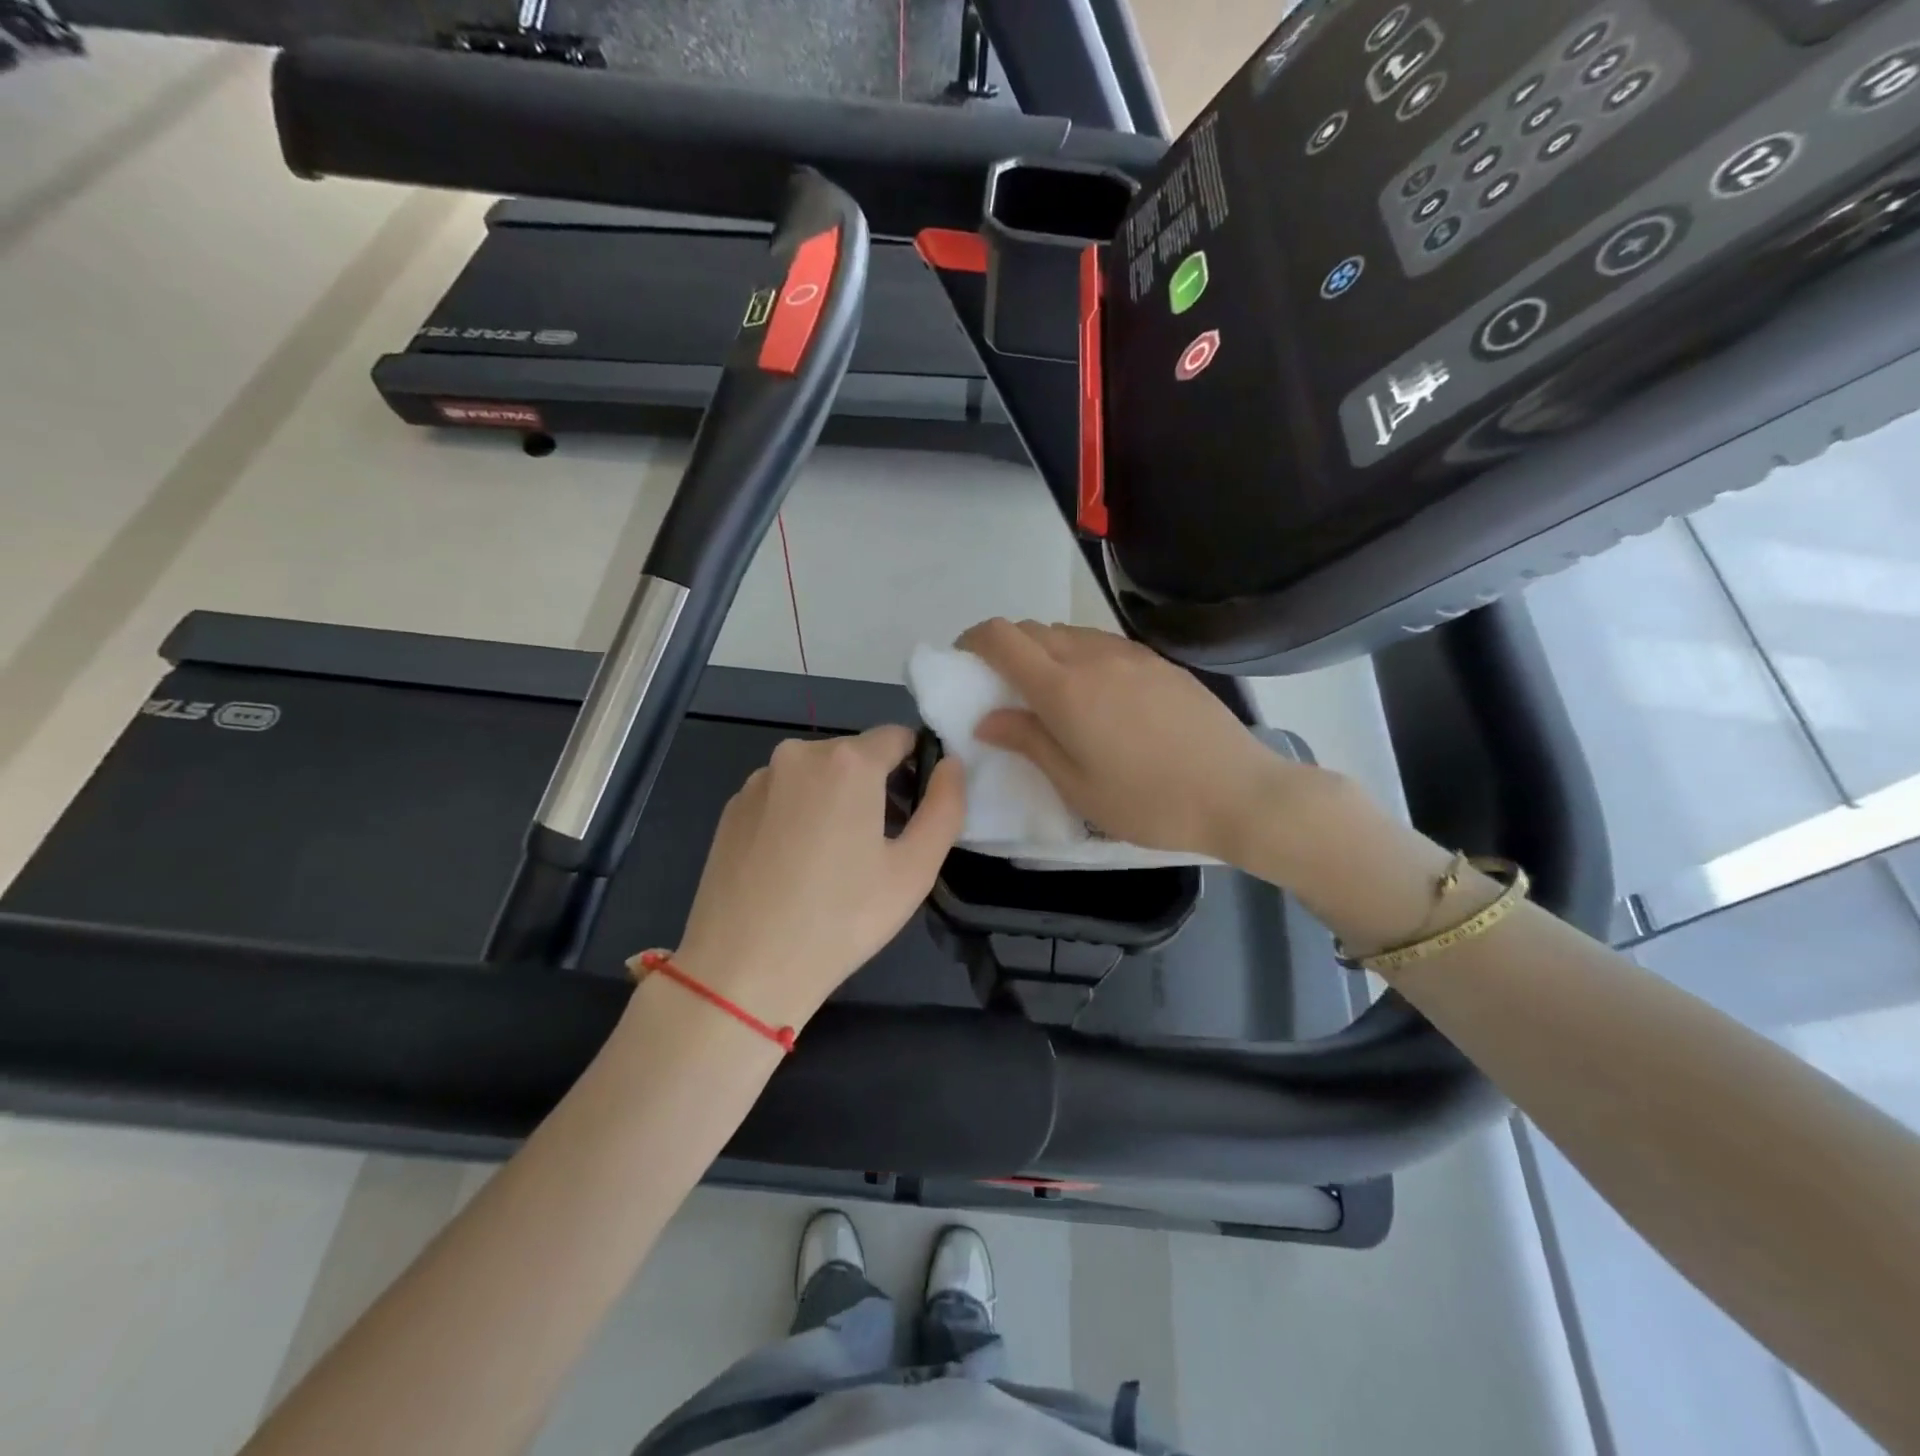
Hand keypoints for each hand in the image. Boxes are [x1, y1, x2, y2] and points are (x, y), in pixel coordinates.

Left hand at [663, 726, 965, 1029]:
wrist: (743, 970)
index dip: (917, 767)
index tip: (917, 812)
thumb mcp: (914, 869)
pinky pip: (782, 796)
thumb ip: (945, 806)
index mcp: (847, 762)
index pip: (898, 737)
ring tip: (835, 862)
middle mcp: (798, 754)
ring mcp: (758, 780)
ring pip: (816, 776)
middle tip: (880, 847)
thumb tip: (951, 764)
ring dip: (836, 800)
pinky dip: (798, 815)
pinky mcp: (732, 808)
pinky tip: (795, 866)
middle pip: (855, 755)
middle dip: (876, 786)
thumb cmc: (841, 919)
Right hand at [957, 618, 1304, 859]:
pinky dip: (1080, 656)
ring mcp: (1131, 655)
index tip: (962, 660)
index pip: (1003, 638)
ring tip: (1048, 693)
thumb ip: (1028, 741)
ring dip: (1045, 651)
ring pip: (1070, 633)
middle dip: (1006, 647)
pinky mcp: (1159, 662)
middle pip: (1034, 629)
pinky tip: (1096, 695)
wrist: (1239, 793)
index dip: (973, 640)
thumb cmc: (1148, 801)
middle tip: (1001, 686)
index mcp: (1064, 689)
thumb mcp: (1077, 785)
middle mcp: (1093, 657)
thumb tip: (988, 718)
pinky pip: (1103, 644)